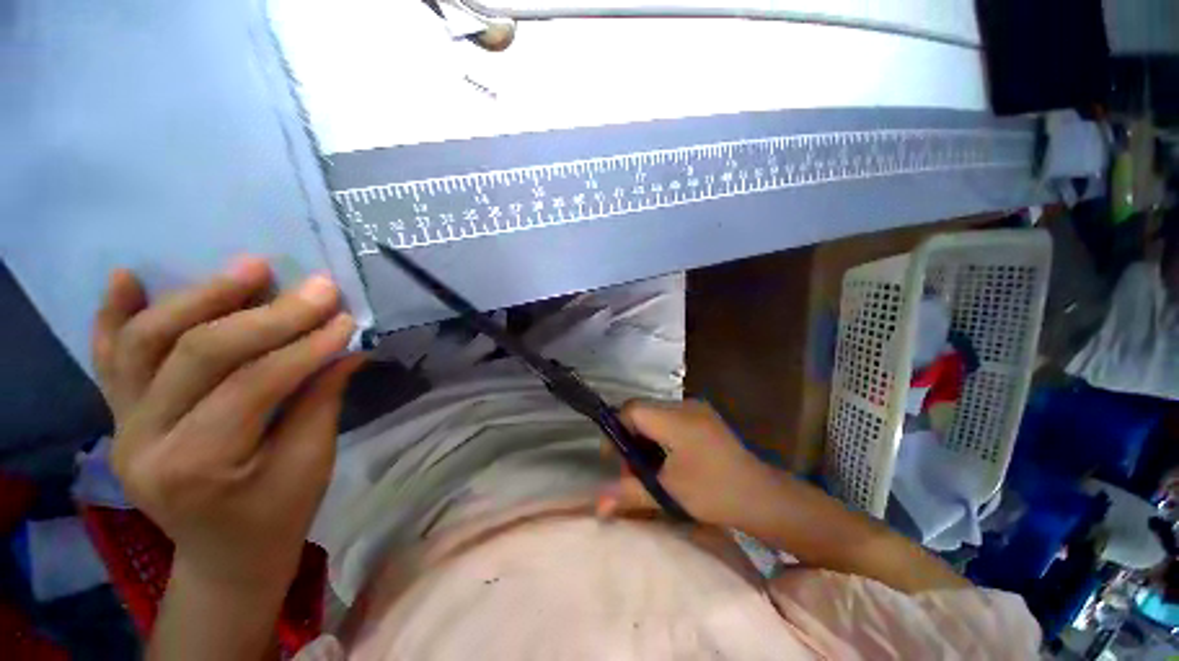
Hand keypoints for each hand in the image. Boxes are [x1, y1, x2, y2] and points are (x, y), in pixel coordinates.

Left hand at [92, 257, 362, 597]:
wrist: (225, 554)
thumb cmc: (277, 515)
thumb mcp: (312, 462)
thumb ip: (321, 398)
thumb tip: (346, 345)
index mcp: (197, 467)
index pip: (254, 385)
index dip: (305, 346)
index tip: (344, 317)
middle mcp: (143, 441)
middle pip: (197, 355)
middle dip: (265, 314)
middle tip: (314, 286)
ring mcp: (121, 425)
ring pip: (147, 342)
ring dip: (200, 297)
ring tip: (250, 268)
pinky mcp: (118, 416)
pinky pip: (108, 359)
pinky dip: (114, 315)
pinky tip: (128, 278)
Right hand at [597, 399, 776, 527]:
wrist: (763, 496)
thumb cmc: (715, 493)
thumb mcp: (669, 492)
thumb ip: (629, 493)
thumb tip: (597, 507)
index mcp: (675, 419)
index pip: (631, 409)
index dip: (616, 430)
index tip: (615, 458)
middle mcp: (684, 405)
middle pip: (642, 411)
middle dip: (631, 437)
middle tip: (633, 468)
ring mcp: (697, 408)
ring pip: (656, 414)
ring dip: (646, 436)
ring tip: (650, 466)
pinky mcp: (705, 416)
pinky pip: (671, 417)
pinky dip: (661, 435)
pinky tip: (669, 459)